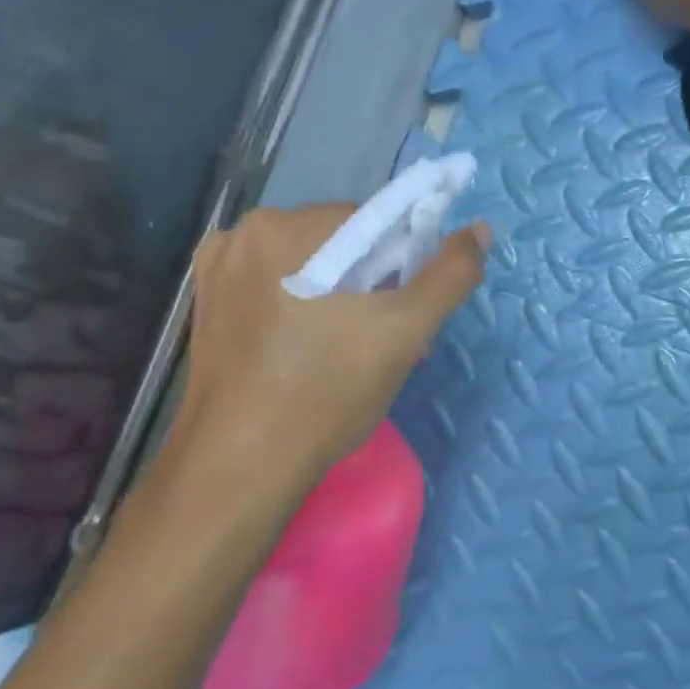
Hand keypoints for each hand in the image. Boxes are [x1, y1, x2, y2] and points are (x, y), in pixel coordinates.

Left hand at [155, 204, 488, 539]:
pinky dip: (304, 307)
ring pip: (309, 267)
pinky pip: (276, 288)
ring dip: (342, 297)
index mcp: (289, 226)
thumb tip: (480, 229)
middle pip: (340, 243)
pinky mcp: (209, 304)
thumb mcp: (405, 332)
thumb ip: (449, 275)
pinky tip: (312, 351)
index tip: (409, 312)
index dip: (405, 263)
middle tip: (389, 341)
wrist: (241, 466)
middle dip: (373, 283)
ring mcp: (219, 270)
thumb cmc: (327, 392)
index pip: (374, 222)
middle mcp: (245, 232)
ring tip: (355, 353)